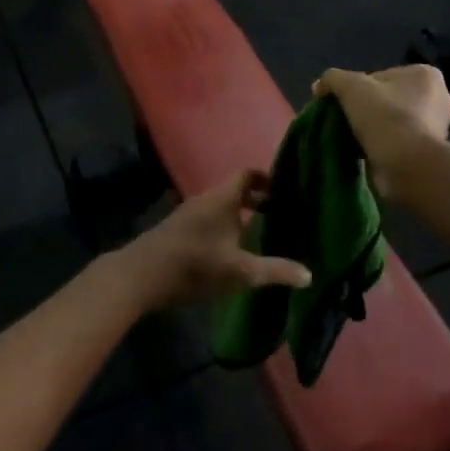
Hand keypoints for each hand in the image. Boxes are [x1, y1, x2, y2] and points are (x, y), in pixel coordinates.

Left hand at [118, 170, 310, 310]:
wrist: (141, 276)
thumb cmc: (195, 265)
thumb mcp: (241, 271)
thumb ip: (275, 271)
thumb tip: (309, 275)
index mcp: (223, 198)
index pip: (248, 174)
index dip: (267, 179)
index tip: (286, 190)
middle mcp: (206, 199)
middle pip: (235, 191)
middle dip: (257, 200)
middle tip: (281, 213)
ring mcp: (189, 214)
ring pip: (220, 206)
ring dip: (239, 215)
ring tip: (261, 232)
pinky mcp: (178, 230)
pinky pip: (208, 219)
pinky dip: (224, 226)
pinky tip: (231, 249)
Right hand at [312, 65, 449, 198]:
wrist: (407, 166)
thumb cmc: (385, 117)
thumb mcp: (350, 87)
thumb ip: (333, 79)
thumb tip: (319, 86)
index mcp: (425, 75)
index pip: (381, 76)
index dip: (357, 89)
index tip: (343, 105)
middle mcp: (438, 98)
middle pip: (388, 99)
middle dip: (367, 109)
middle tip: (346, 122)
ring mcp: (437, 127)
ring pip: (393, 121)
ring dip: (375, 129)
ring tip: (354, 140)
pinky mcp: (430, 153)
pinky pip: (398, 142)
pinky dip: (383, 146)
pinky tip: (367, 153)